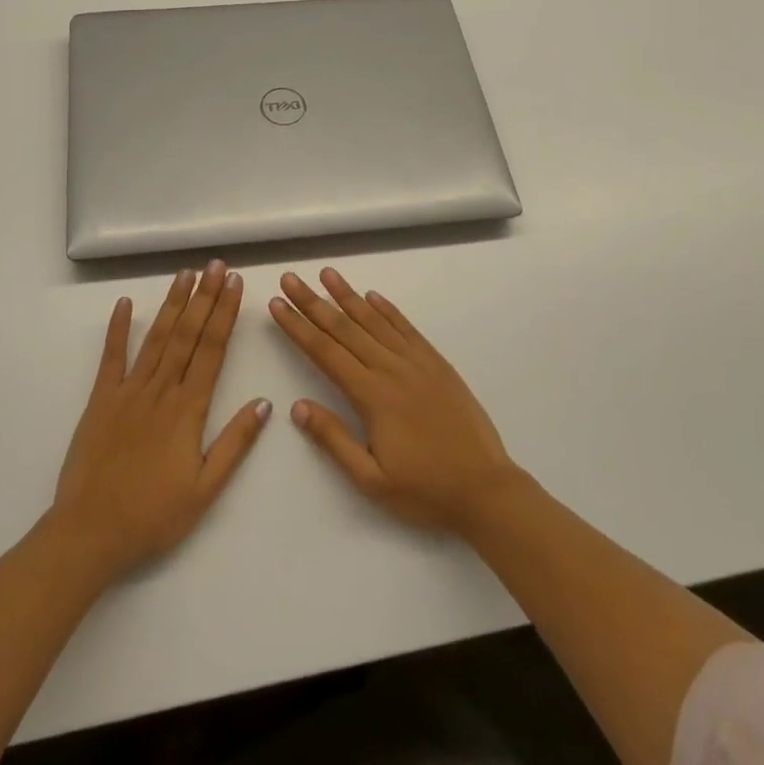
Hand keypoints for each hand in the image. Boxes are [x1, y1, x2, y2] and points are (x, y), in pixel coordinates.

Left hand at [52, 260, 270, 580]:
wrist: (89, 534)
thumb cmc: (153, 516)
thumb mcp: (205, 490)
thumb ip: (235, 443)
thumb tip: (264, 402)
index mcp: (188, 409)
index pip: (212, 350)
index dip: (225, 314)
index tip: (235, 284)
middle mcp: (161, 390)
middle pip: (187, 334)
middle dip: (204, 297)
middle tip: (216, 265)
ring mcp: (128, 391)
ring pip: (156, 338)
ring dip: (172, 303)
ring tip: (185, 274)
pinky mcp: (101, 400)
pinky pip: (111, 357)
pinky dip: (118, 328)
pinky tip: (124, 303)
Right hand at [270, 268, 518, 533]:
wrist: (486, 490)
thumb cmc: (425, 491)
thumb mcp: (371, 480)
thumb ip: (333, 440)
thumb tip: (298, 406)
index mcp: (371, 396)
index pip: (324, 352)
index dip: (298, 327)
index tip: (277, 305)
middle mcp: (391, 369)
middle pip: (344, 328)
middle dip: (313, 302)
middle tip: (290, 278)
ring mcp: (416, 363)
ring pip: (374, 321)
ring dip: (348, 295)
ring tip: (327, 274)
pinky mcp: (436, 364)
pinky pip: (406, 328)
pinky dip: (387, 310)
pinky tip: (372, 296)